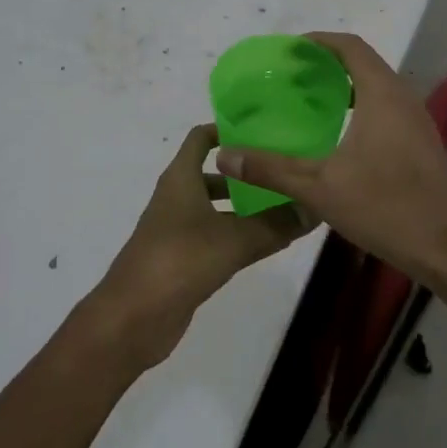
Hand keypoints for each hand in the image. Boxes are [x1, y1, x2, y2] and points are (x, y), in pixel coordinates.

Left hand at [81, 123, 314, 368]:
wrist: (132, 318)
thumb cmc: (179, 260)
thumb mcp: (233, 240)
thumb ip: (274, 224)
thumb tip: (314, 208)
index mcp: (180, 178)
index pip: (201, 138)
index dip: (226, 129)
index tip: (262, 130)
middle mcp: (177, 197)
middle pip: (213, 173)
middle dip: (245, 173)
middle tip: (283, 172)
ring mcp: (177, 229)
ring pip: (215, 207)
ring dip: (243, 206)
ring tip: (284, 207)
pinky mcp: (181, 259)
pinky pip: (214, 236)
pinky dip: (236, 234)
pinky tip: (266, 243)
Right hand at [217, 31, 446, 286]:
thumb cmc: (386, 208)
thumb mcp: (319, 188)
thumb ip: (271, 168)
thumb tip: (225, 155)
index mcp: (382, 95)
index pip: (350, 47)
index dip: (319, 42)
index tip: (290, 50)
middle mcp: (402, 99)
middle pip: (364, 62)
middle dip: (328, 62)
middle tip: (292, 76)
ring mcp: (416, 122)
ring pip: (378, 86)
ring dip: (346, 85)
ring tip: (311, 100)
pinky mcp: (422, 144)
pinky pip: (387, 107)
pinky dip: (361, 105)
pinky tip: (340, 135)